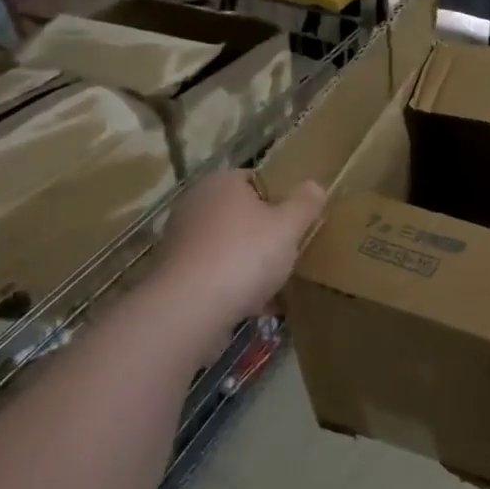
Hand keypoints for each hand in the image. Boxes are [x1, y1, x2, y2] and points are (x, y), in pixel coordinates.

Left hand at [153, 171, 324, 334]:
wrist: (188, 308)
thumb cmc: (244, 255)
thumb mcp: (288, 227)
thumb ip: (305, 204)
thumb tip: (314, 186)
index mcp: (222, 183)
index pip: (255, 180)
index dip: (279, 200)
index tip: (296, 224)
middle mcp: (195, 204)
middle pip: (240, 216)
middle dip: (263, 235)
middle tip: (288, 255)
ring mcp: (181, 240)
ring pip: (227, 247)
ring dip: (249, 264)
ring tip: (275, 288)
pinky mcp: (174, 274)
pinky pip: (213, 274)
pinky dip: (232, 287)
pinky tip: (255, 308)